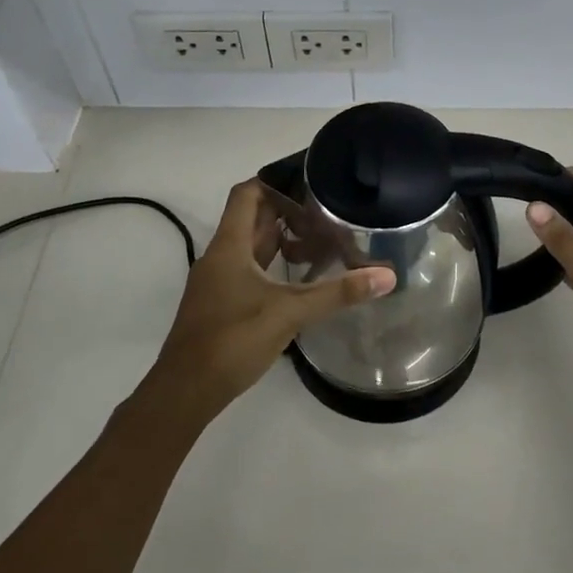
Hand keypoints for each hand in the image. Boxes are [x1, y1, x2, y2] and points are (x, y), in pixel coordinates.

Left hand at [146, 179, 393, 419]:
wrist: (185, 391)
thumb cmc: (232, 341)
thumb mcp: (289, 312)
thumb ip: (337, 293)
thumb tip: (387, 276)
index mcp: (229, 246)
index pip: (247, 194)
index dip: (275, 182)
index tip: (310, 181)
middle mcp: (220, 257)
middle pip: (252, 219)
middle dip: (287, 211)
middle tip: (327, 210)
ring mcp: (218, 282)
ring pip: (250, 247)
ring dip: (281, 239)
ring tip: (320, 239)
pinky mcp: (221, 304)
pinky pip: (249, 270)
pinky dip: (273, 265)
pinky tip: (299, 278)